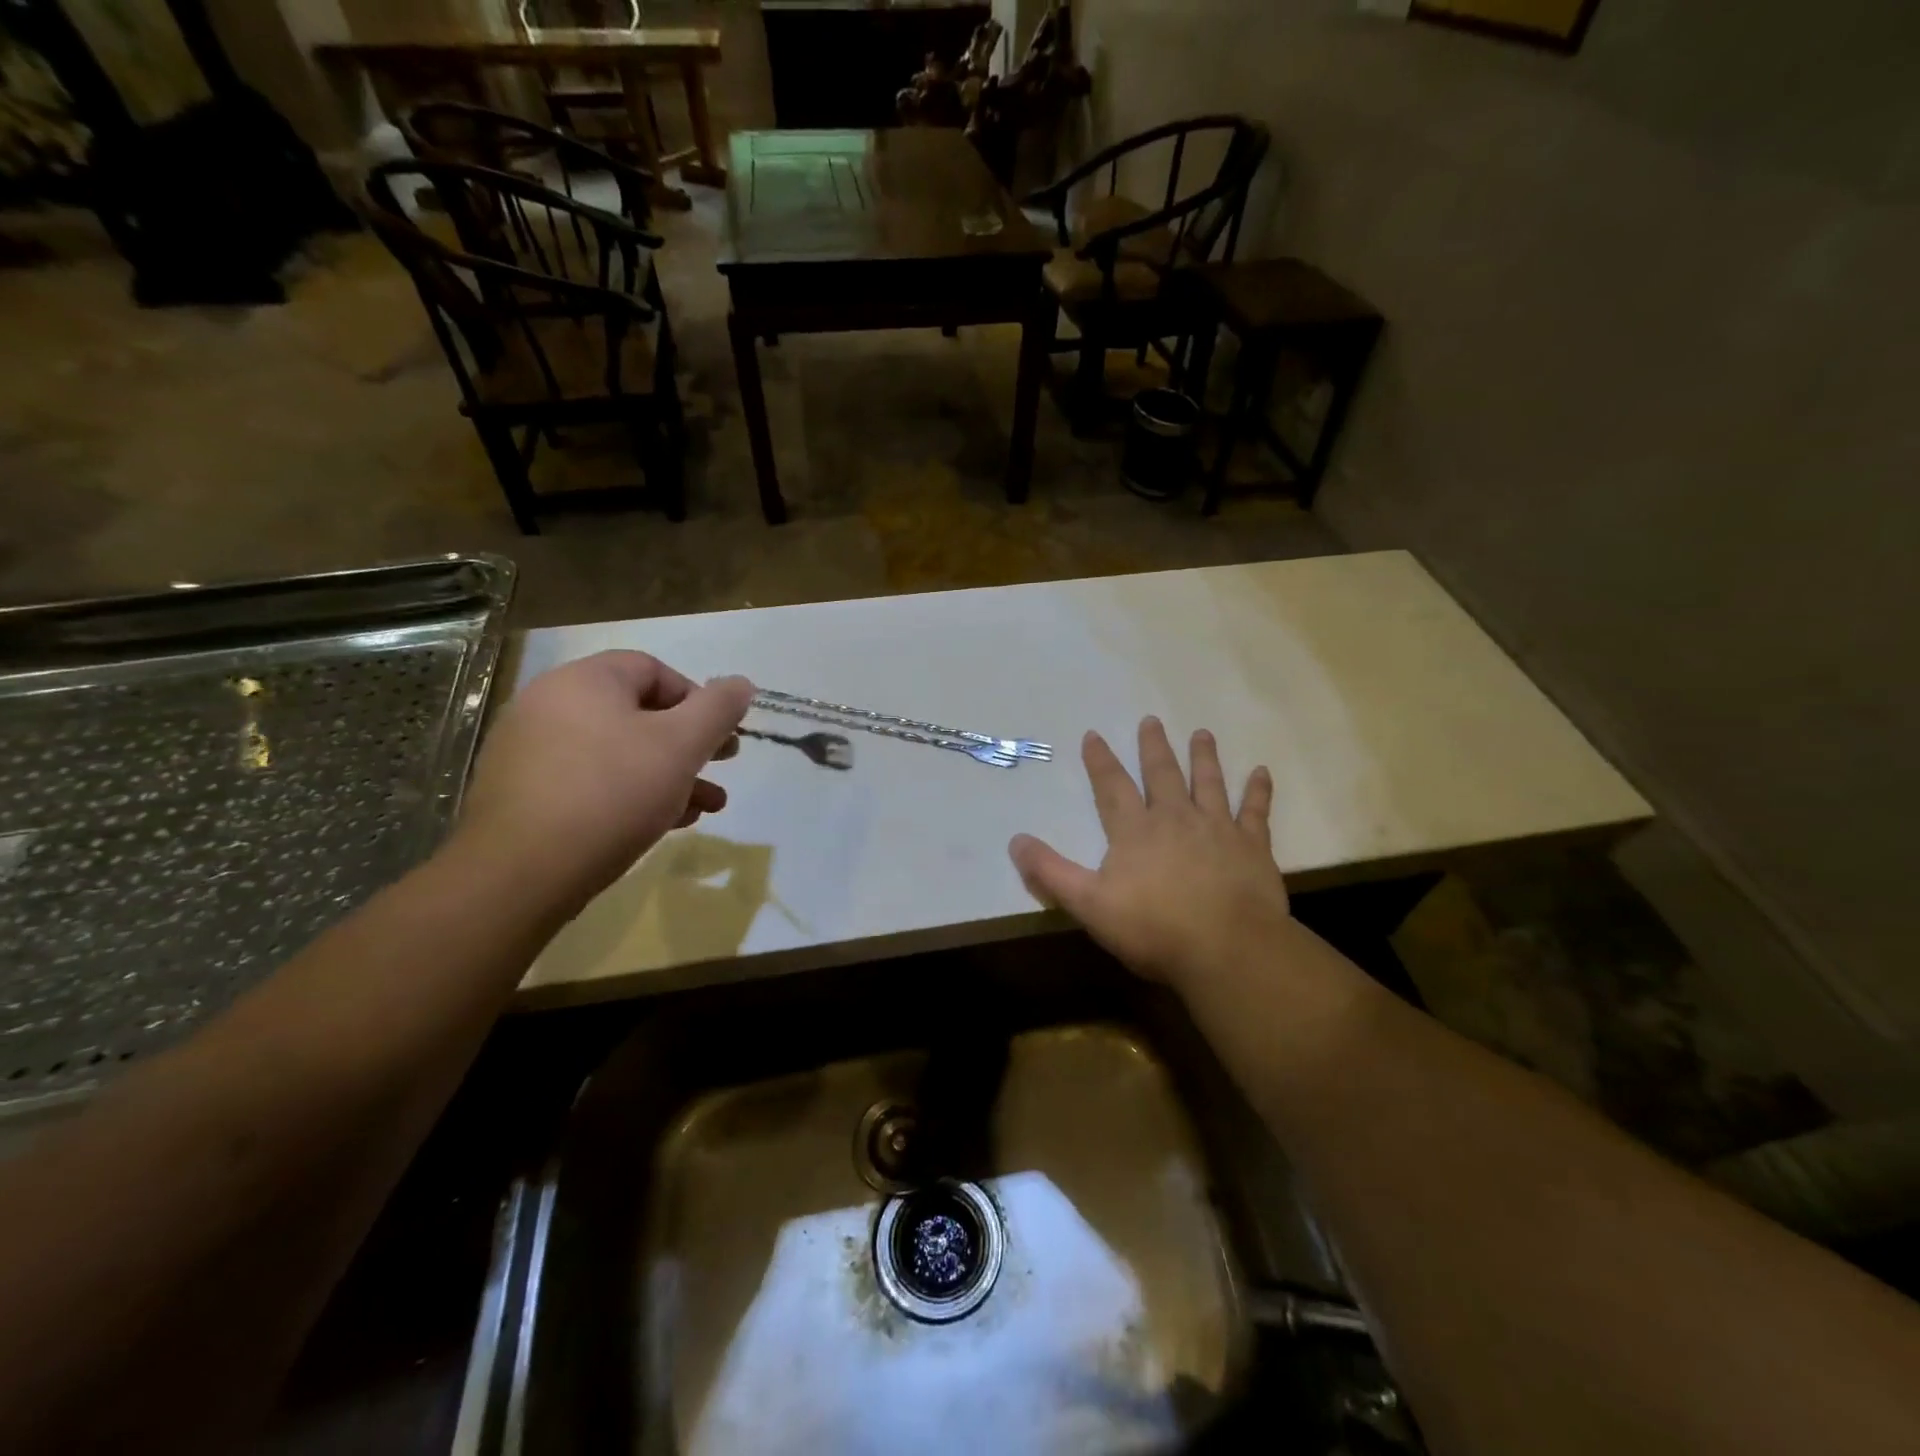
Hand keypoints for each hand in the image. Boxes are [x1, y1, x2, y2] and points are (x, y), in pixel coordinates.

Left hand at [453, 651, 753, 913]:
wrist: (520, 874)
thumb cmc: (612, 793)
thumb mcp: (682, 746)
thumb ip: (718, 709)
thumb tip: (741, 684)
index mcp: (585, 681)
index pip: (653, 669)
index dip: (697, 699)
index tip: (721, 736)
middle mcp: (550, 704)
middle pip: (637, 713)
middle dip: (688, 744)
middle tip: (721, 767)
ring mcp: (531, 750)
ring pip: (618, 752)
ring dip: (668, 775)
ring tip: (705, 808)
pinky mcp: (523, 793)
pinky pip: (590, 781)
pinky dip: (630, 794)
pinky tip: (663, 824)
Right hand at [1009, 718, 1290, 986]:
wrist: (1227, 949)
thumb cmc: (1153, 928)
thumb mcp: (1088, 904)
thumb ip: (1051, 872)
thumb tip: (1015, 841)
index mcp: (1135, 830)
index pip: (1112, 786)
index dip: (1100, 761)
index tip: (1094, 735)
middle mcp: (1175, 818)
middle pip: (1162, 774)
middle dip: (1154, 747)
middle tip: (1151, 720)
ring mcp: (1217, 828)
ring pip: (1208, 782)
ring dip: (1204, 757)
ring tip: (1202, 733)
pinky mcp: (1252, 846)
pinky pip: (1255, 810)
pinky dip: (1258, 790)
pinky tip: (1262, 771)